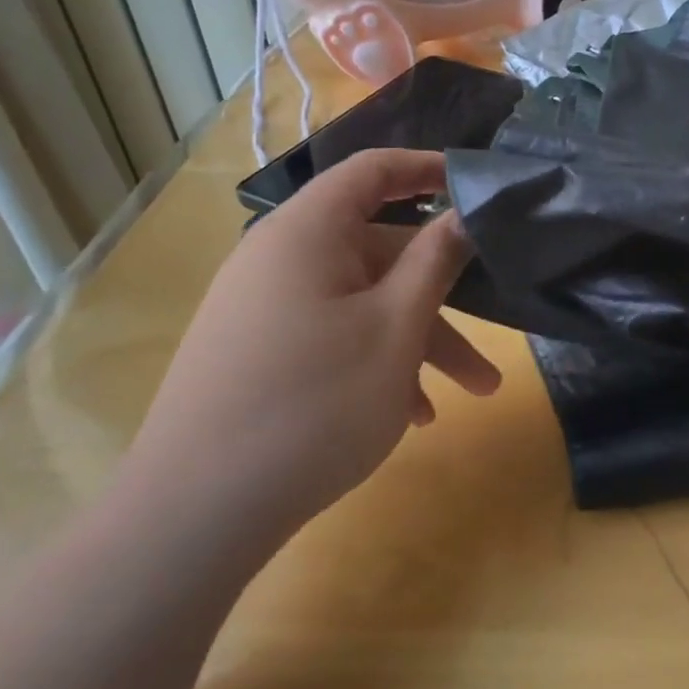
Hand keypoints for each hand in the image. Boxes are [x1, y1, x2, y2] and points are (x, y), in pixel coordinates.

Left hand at [123, 149, 499, 548]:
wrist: (191, 519)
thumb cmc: (314, 403)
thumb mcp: (396, 326)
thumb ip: (436, 259)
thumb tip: (465, 213)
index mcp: (307, 232)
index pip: (373, 170)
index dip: (428, 169)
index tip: (478, 188)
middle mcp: (280, 258)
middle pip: (378, 250)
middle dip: (442, 291)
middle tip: (496, 324)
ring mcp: (264, 308)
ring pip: (362, 301)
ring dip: (419, 338)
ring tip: (473, 392)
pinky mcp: (257, 352)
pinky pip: (332, 334)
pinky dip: (377, 360)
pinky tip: (412, 414)